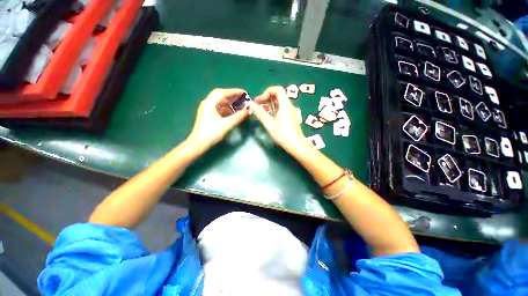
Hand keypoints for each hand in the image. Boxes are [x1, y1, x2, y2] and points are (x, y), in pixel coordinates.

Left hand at [188, 88, 249, 148]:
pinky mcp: (208, 115)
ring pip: (219, 102)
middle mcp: (207, 103)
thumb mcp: (227, 124)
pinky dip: (226, 109)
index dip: (234, 91)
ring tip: (239, 106)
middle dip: (232, 96)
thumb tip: (247, 110)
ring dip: (230, 103)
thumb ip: (238, 117)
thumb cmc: (212, 133)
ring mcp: (207, 109)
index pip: (223, 93)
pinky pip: (218, 108)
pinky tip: (232, 113)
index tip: (244, 92)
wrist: (199, 143)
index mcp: (209, 103)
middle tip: (242, 99)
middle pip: (220, 96)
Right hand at [250, 86, 306, 152]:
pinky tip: (267, 117)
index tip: (259, 100)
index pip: (277, 89)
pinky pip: (281, 109)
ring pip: (279, 103)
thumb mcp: (269, 124)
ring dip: (269, 105)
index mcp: (285, 104)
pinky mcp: (290, 117)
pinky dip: (273, 110)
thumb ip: (260, 113)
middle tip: (257, 105)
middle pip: (277, 96)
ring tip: (260, 112)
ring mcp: (290, 111)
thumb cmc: (282, 134)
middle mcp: (289, 105)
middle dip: (266, 98)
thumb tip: (251, 104)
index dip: (267, 92)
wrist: (296, 144)